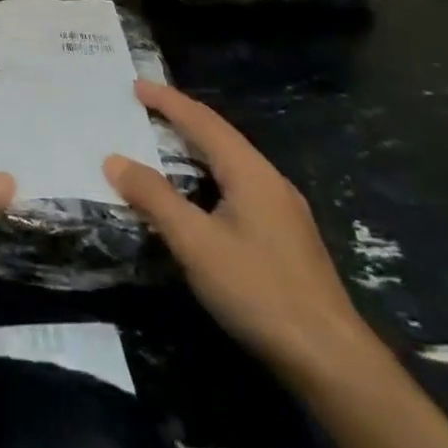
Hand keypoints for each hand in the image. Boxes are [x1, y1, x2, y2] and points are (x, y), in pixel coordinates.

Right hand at [104, 81, 373, 382]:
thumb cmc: (260, 292)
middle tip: (144, 106)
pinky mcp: (285, 237)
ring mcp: (282, 210)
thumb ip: (155, 198)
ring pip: (231, 162)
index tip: (135, 85)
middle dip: (182, 117)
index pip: (203, 121)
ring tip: (164, 141)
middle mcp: (269, 181)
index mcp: (250, 172)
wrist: (333, 362)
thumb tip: (114, 159)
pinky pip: (238, 185)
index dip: (167, 101)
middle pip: (220, 136)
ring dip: (196, 146)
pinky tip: (198, 193)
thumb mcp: (196, 243)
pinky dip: (208, 174)